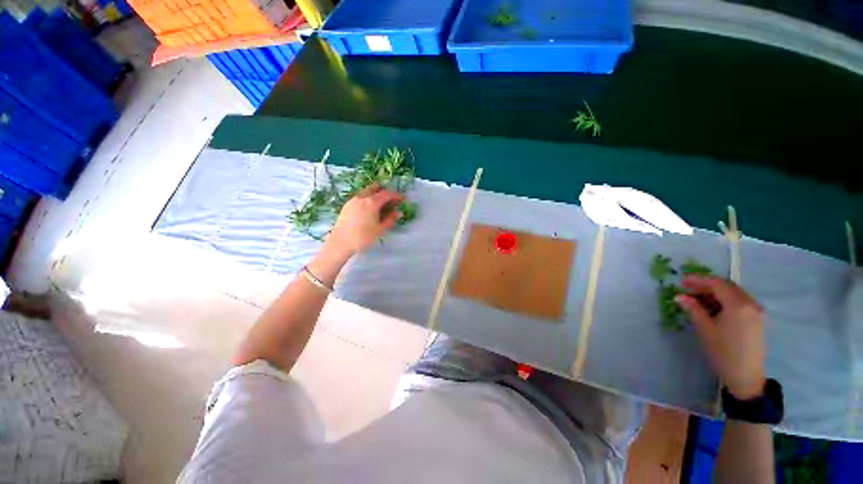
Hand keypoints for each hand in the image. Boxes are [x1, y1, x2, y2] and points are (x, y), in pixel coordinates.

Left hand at [326, 184, 403, 256]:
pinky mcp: (347, 205)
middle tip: (391, 199)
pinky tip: (369, 208)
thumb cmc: (363, 237)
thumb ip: (390, 219)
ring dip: (375, 194)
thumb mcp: (380, 229)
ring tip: (380, 204)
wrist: (340, 243)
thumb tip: (399, 212)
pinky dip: (367, 198)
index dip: (396, 195)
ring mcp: (353, 200)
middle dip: (384, 191)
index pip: (386, 194)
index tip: (402, 198)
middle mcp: (362, 197)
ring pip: (366, 191)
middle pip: (375, 188)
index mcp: (372, 202)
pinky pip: (360, 197)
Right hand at [676, 276, 766, 399]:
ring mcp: (756, 311)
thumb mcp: (704, 329)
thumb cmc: (723, 351)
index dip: (698, 279)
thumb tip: (679, 296)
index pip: (716, 283)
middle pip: (727, 286)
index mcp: (738, 305)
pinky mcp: (757, 319)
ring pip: (734, 293)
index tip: (681, 281)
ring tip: (698, 299)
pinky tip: (713, 308)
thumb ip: (693, 309)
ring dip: (715, 293)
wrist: (745, 376)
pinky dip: (725, 300)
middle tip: (688, 289)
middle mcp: (750, 303)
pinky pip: (740, 301)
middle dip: (706, 285)